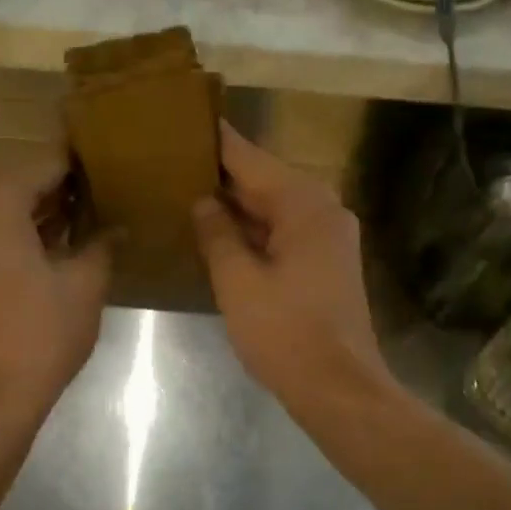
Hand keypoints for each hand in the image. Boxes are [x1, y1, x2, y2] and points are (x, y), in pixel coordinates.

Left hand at [0, 157, 111, 420]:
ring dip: (46, 216)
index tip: (110, 166)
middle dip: (64, 192)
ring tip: (92, 218)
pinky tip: (63, 248)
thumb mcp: (85, 283)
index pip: (46, 168)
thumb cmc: (42, 330)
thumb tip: (118, 228)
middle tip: (106, 193)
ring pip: (10, 214)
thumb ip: (102, 244)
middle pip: (23, 187)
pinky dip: (27, 236)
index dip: (80, 168)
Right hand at [192, 123, 390, 413]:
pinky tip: (217, 231)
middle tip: (172, 160)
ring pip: (272, 207)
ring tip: (184, 189)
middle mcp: (322, 210)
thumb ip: (217, 234)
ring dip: (235, 204)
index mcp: (304, 204)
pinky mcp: (324, 262)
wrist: (338, 388)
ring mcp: (327, 237)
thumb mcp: (238, 282)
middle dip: (221, 173)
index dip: (215, 141)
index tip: (182, 121)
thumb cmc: (285, 333)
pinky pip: (281, 231)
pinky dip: (252, 229)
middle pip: (264, 180)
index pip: (250, 158)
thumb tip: (203, 202)